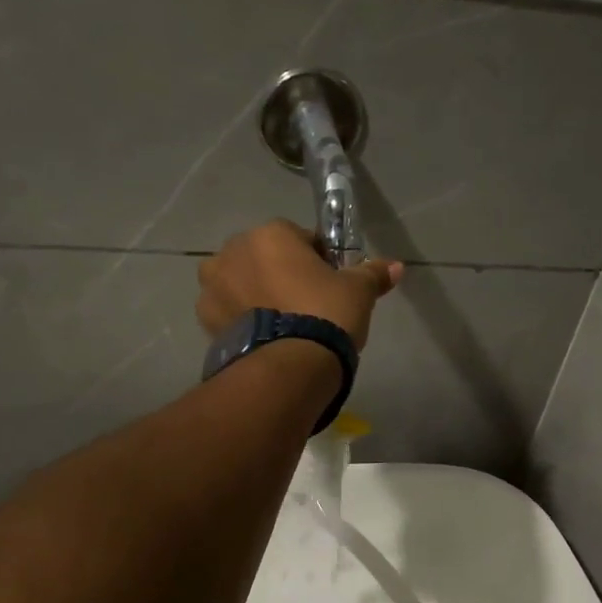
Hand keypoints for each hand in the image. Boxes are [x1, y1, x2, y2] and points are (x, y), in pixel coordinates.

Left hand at [196, 219, 401, 350]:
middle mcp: (233, 252)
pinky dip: (243, 320)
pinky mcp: (206, 321)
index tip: (329, 284)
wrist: (288, 368)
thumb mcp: (357, 292)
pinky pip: (229, 312)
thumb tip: (396, 266)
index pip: (299, 238)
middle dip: (281, 275)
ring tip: (284, 327)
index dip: (317, 260)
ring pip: (242, 284)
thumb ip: (372, 273)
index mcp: (270, 234)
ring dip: (257, 296)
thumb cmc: (325, 314)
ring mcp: (213, 287)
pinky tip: (266, 340)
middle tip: (307, 306)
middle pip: (264, 258)